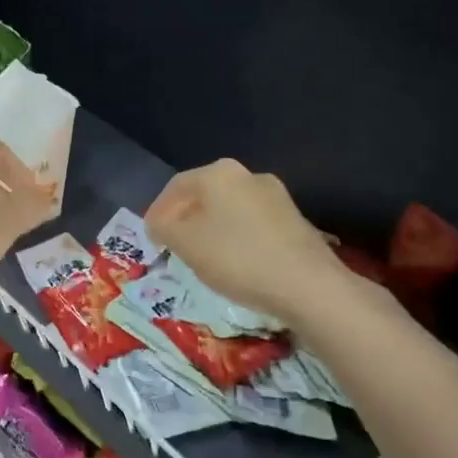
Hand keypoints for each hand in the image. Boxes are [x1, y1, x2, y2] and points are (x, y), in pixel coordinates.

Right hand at [145, 158, 350, 325]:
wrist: (307, 284)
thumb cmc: (237, 258)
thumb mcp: (186, 244)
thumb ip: (164, 227)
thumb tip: (160, 222)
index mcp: (218, 173)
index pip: (176, 186)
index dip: (158, 211)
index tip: (150, 237)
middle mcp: (248, 175)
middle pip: (204, 195)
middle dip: (186, 219)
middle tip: (174, 246)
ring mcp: (276, 196)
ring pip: (230, 210)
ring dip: (212, 229)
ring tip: (203, 258)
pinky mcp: (294, 220)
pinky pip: (253, 225)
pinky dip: (237, 239)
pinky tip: (236, 263)